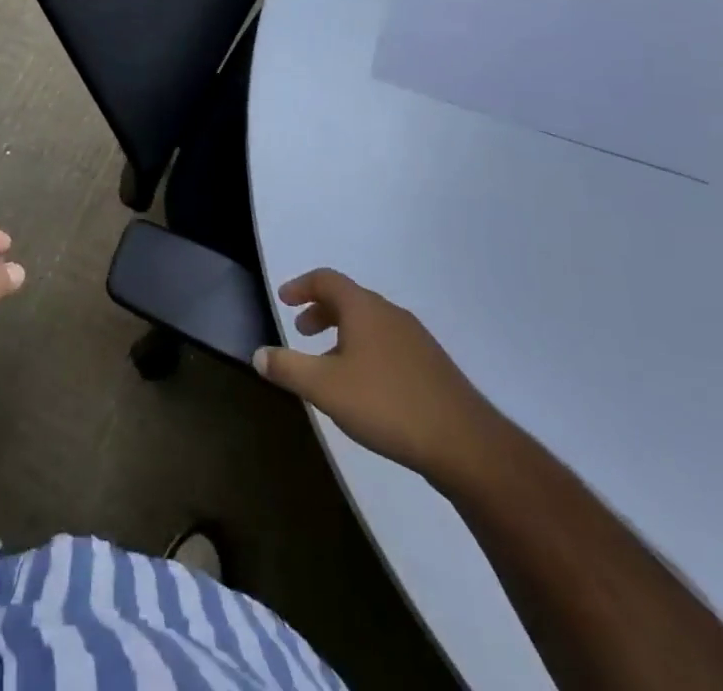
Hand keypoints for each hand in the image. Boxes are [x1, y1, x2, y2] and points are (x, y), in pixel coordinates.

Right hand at [254, 269, 503, 484]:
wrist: (465, 443)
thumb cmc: (387, 404)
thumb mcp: (325, 388)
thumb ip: (288, 368)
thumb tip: (258, 354)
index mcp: (363, 308)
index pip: (326, 279)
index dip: (300, 286)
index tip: (283, 299)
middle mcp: (389, 313)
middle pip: (349, 299)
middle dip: (320, 311)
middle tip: (301, 332)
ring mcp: (415, 338)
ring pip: (369, 323)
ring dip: (343, 333)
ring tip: (329, 363)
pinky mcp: (431, 365)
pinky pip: (388, 343)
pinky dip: (365, 349)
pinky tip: (365, 386)